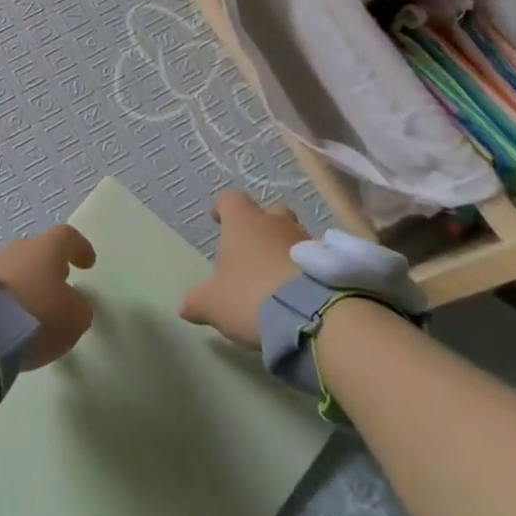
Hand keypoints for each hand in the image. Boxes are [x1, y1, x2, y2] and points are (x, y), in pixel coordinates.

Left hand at [0, 224, 96, 369]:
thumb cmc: (37, 314)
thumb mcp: (75, 317)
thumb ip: (79, 307)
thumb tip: (73, 303)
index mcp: (47, 248)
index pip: (67, 237)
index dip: (79, 248)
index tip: (87, 262)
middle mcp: (18, 249)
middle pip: (38, 252)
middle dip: (49, 268)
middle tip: (58, 288)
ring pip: (15, 270)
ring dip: (26, 286)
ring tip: (32, 312)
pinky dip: (6, 302)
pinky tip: (10, 321)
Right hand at [179, 191, 308, 348]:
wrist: (313, 316)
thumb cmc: (251, 296)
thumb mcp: (213, 304)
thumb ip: (197, 302)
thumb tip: (185, 306)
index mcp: (243, 223)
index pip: (230, 199)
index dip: (222, 207)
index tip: (217, 219)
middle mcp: (276, 223)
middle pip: (269, 211)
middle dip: (260, 225)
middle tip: (252, 249)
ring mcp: (307, 240)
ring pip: (292, 234)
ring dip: (284, 249)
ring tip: (276, 277)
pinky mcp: (330, 264)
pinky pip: (314, 259)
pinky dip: (305, 269)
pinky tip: (299, 292)